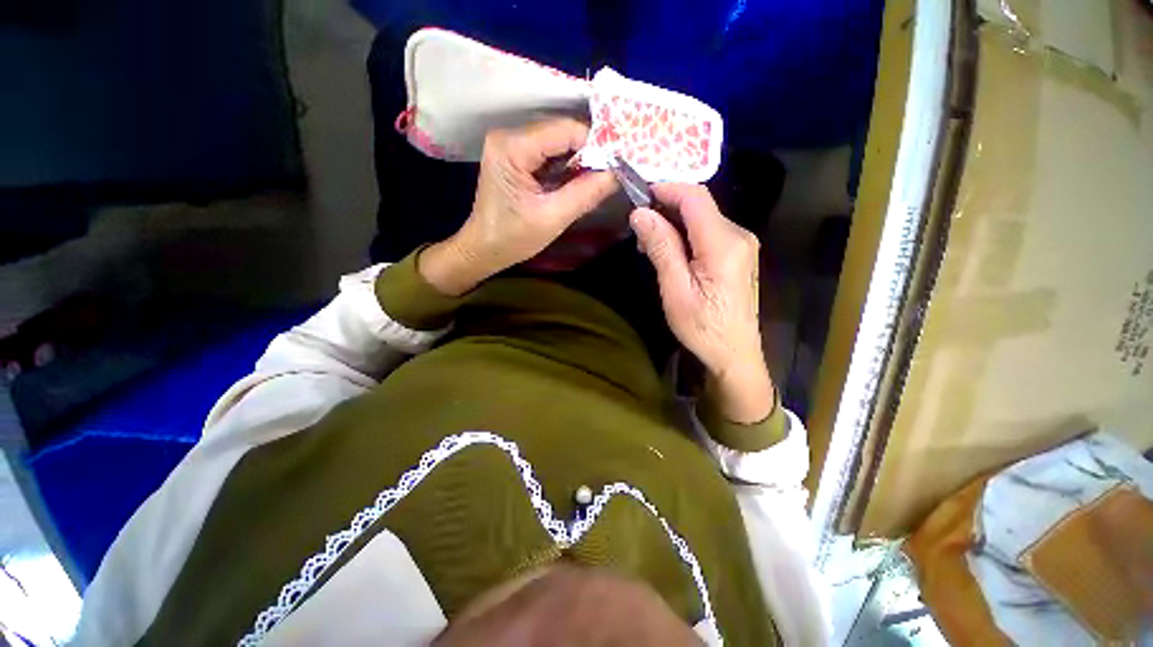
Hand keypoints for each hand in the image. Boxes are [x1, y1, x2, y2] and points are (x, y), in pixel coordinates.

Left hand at [420, 119, 616, 295]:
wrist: (483, 249)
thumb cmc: (513, 238)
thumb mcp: (553, 217)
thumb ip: (586, 193)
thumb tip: (618, 174)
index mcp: (513, 147)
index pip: (566, 130)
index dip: (595, 145)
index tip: (615, 166)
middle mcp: (509, 135)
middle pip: (562, 132)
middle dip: (589, 153)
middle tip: (610, 174)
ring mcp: (511, 144)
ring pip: (558, 143)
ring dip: (579, 161)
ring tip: (598, 180)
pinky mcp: (515, 156)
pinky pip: (549, 153)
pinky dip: (567, 166)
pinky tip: (579, 181)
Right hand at [631, 183, 773, 423]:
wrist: (734, 353)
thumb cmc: (702, 328)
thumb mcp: (676, 290)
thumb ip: (661, 248)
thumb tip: (640, 213)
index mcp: (724, 244)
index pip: (695, 197)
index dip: (665, 188)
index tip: (638, 194)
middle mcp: (739, 234)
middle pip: (699, 206)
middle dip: (665, 209)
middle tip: (638, 231)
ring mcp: (742, 243)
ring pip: (702, 218)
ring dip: (673, 223)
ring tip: (649, 246)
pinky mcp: (738, 253)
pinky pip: (708, 232)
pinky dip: (686, 235)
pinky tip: (671, 253)